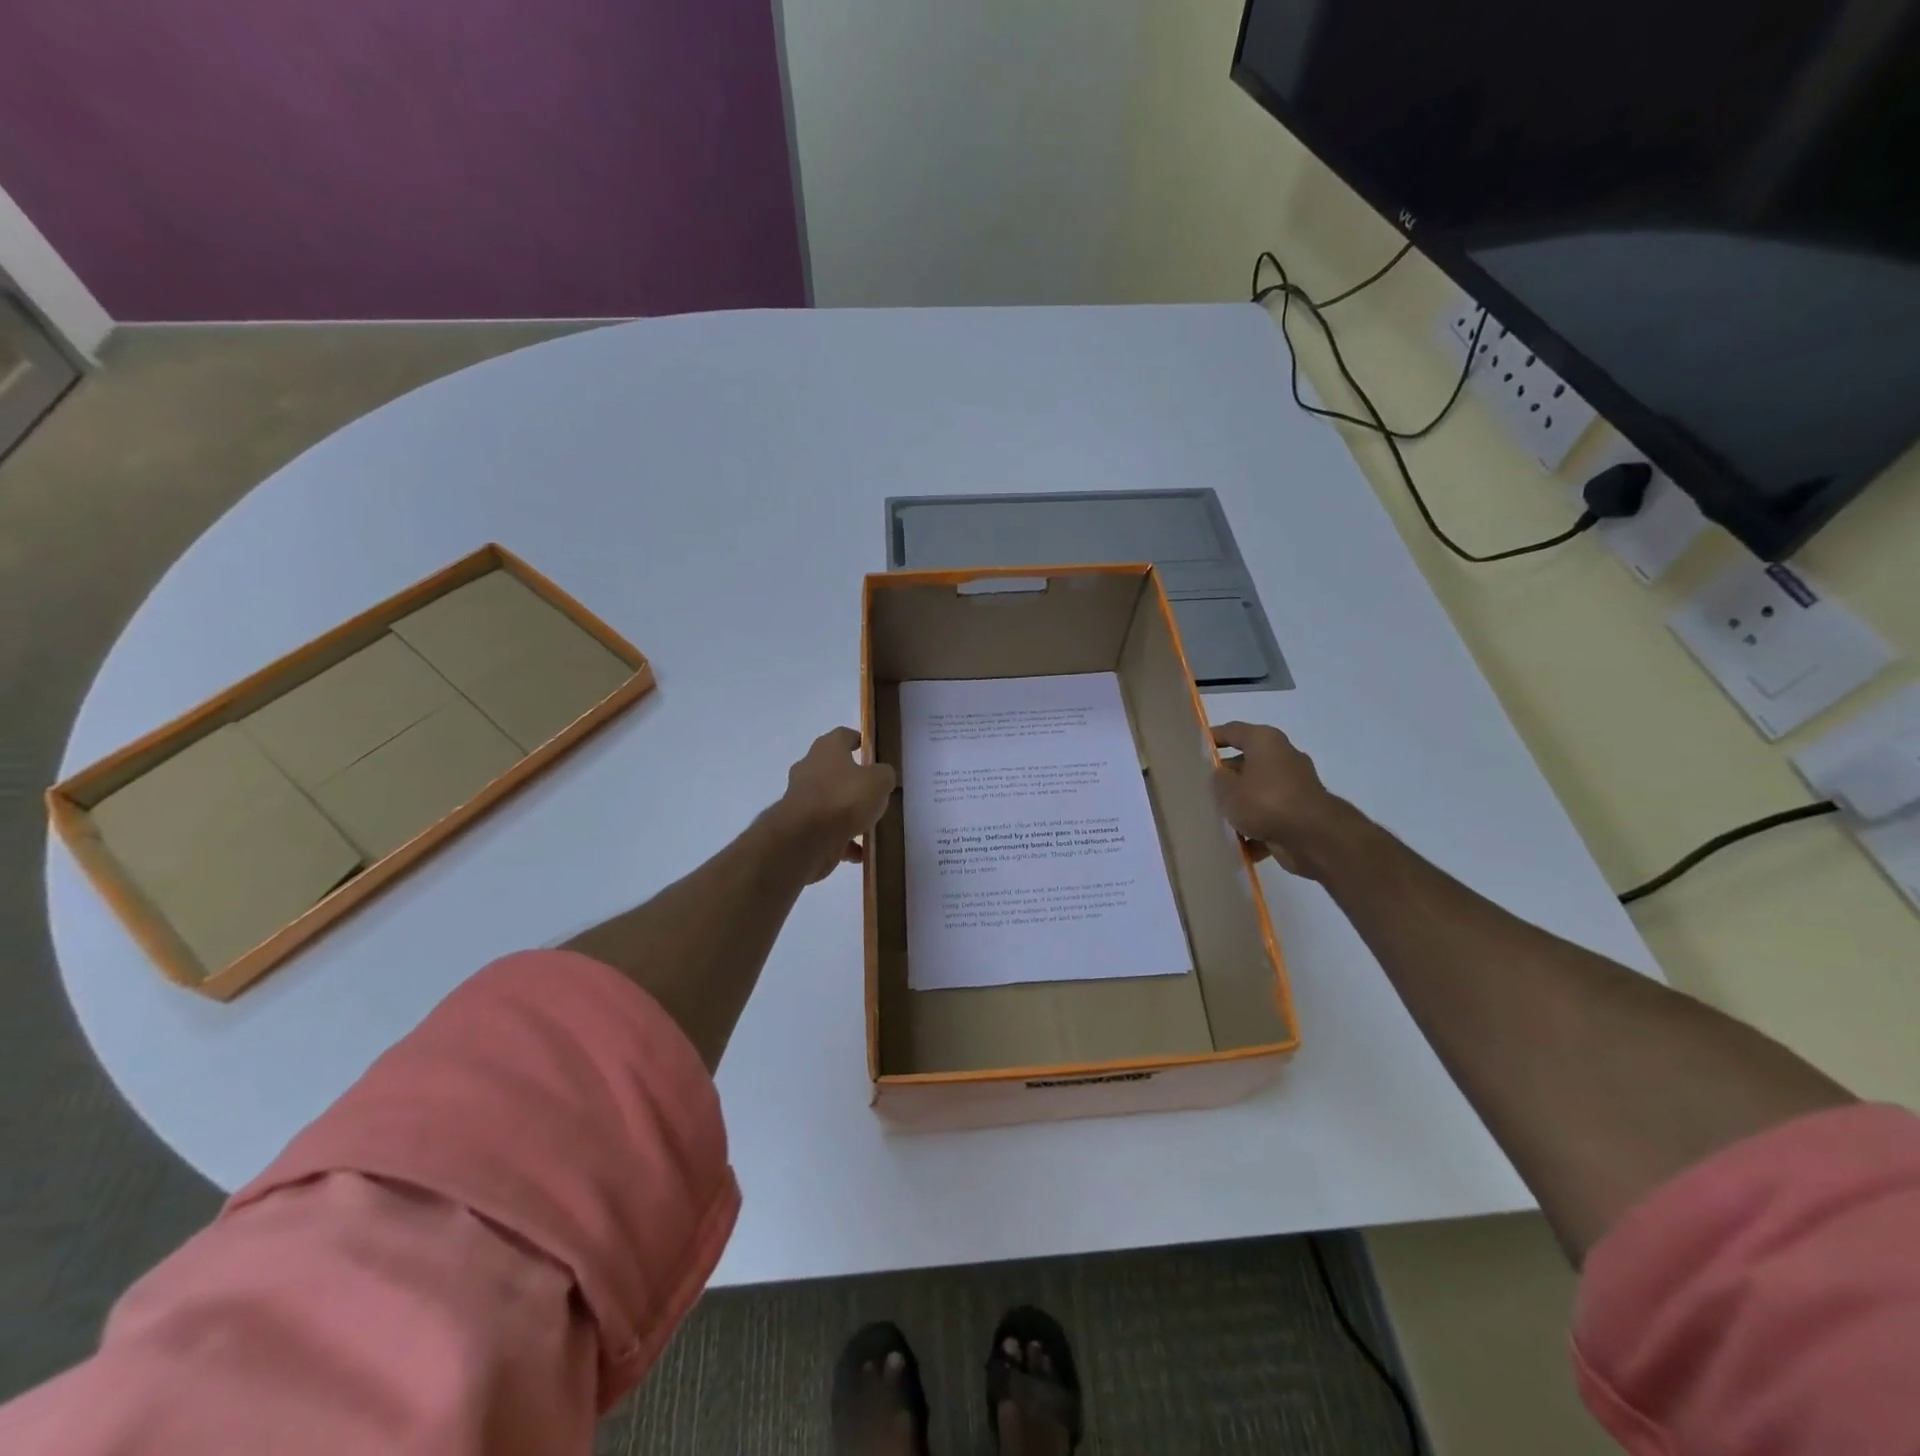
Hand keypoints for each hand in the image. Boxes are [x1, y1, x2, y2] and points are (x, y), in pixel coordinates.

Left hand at [773, 727, 897, 882]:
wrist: (805, 839)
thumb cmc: (844, 799)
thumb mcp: (879, 781)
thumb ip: (884, 775)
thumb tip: (881, 777)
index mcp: (827, 749)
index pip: (843, 735)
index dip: (857, 740)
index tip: (870, 749)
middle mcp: (810, 769)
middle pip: (833, 769)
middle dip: (851, 779)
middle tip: (873, 790)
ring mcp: (802, 799)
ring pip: (830, 802)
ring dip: (847, 812)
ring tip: (870, 824)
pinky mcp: (800, 827)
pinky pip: (827, 830)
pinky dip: (842, 840)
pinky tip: (860, 852)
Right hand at [1211, 721, 1356, 878]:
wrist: (1313, 837)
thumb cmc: (1265, 802)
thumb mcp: (1227, 789)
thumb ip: (1218, 778)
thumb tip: (1222, 775)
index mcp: (1265, 742)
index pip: (1234, 731)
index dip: (1214, 737)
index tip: (1196, 748)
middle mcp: (1283, 758)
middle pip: (1246, 763)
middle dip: (1226, 777)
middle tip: (1201, 788)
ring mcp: (1294, 786)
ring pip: (1258, 792)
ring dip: (1240, 805)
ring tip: (1215, 818)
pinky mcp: (1300, 812)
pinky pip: (1269, 816)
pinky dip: (1255, 828)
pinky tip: (1237, 842)